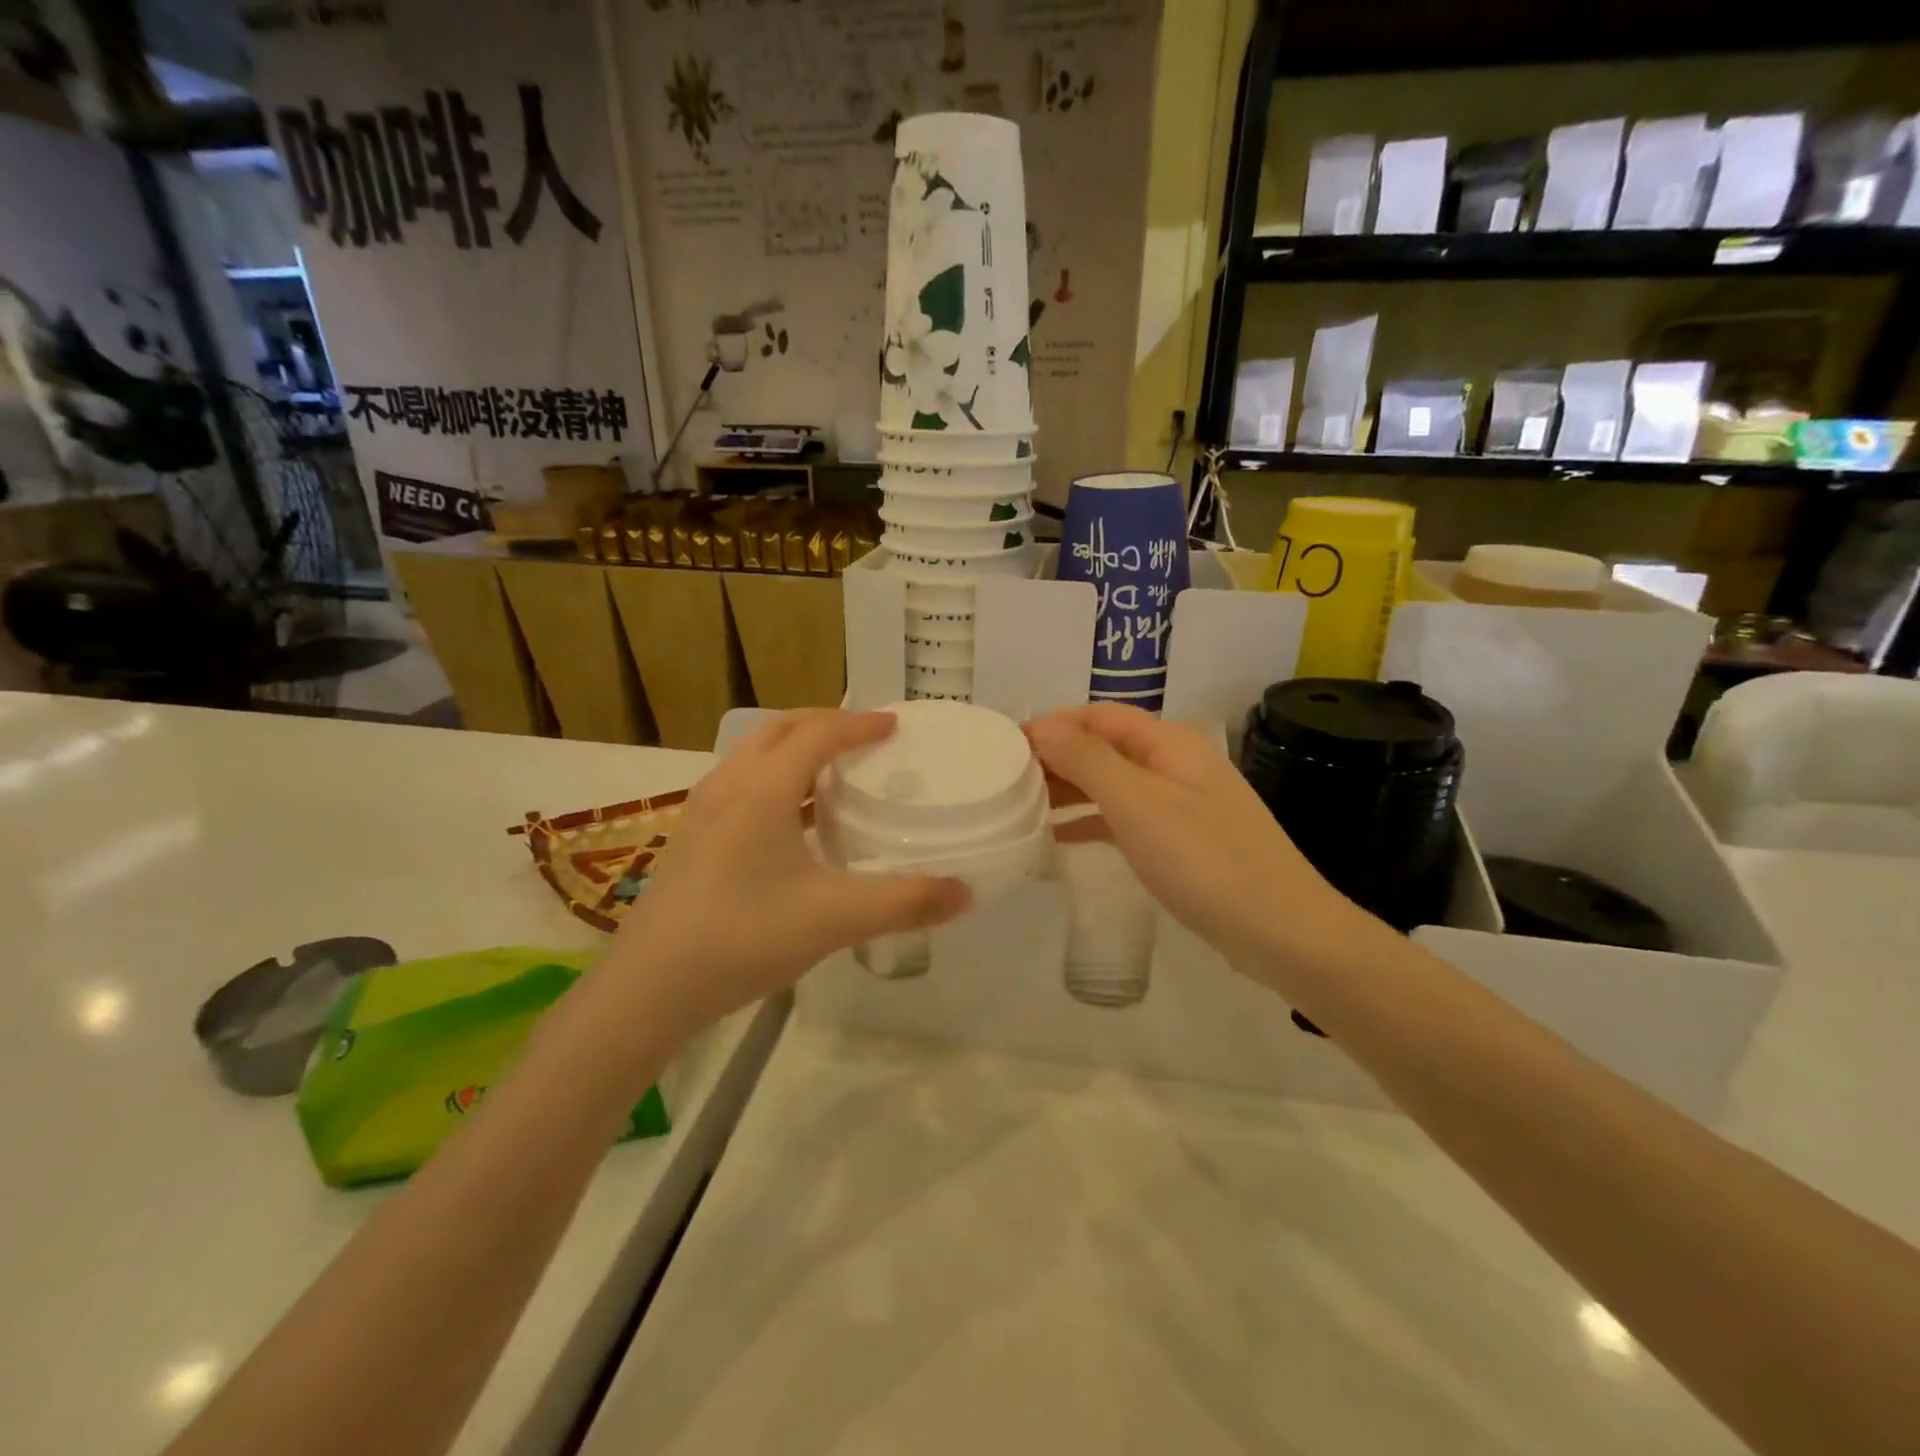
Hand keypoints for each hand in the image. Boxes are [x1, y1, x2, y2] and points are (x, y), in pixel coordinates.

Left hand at [605, 711, 970, 1032]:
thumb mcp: (836, 918)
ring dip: (794, 750)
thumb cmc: (745, 937)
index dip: (860, 724)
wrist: (650, 987)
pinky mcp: (691, 839)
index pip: (818, 733)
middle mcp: (729, 786)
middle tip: (863, 739)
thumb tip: (966, 893)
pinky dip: (772, 781)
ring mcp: (702, 812)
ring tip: (831, 773)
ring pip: (752, 756)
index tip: (894, 725)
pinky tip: (790, 824)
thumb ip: (905, 902)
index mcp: (763, 789)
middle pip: (779, 730)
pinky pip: (739, 786)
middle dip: (823, 724)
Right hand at [1025, 704, 1371, 975]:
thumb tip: (1041, 726)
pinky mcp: (1181, 840)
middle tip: (1006, 781)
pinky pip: (1124, 817)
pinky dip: (1090, 821)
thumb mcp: (1137, 804)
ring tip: (1022, 806)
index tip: (1004, 746)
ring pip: (1112, 783)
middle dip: (1056, 757)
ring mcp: (1180, 803)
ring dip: (1069, 789)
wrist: (1281, 931)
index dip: (1051, 724)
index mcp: (1168, 742)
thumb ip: (1087, 760)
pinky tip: (1059, 837)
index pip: (1097, 716)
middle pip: (1104, 747)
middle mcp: (1174, 763)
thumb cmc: (1204, 860)